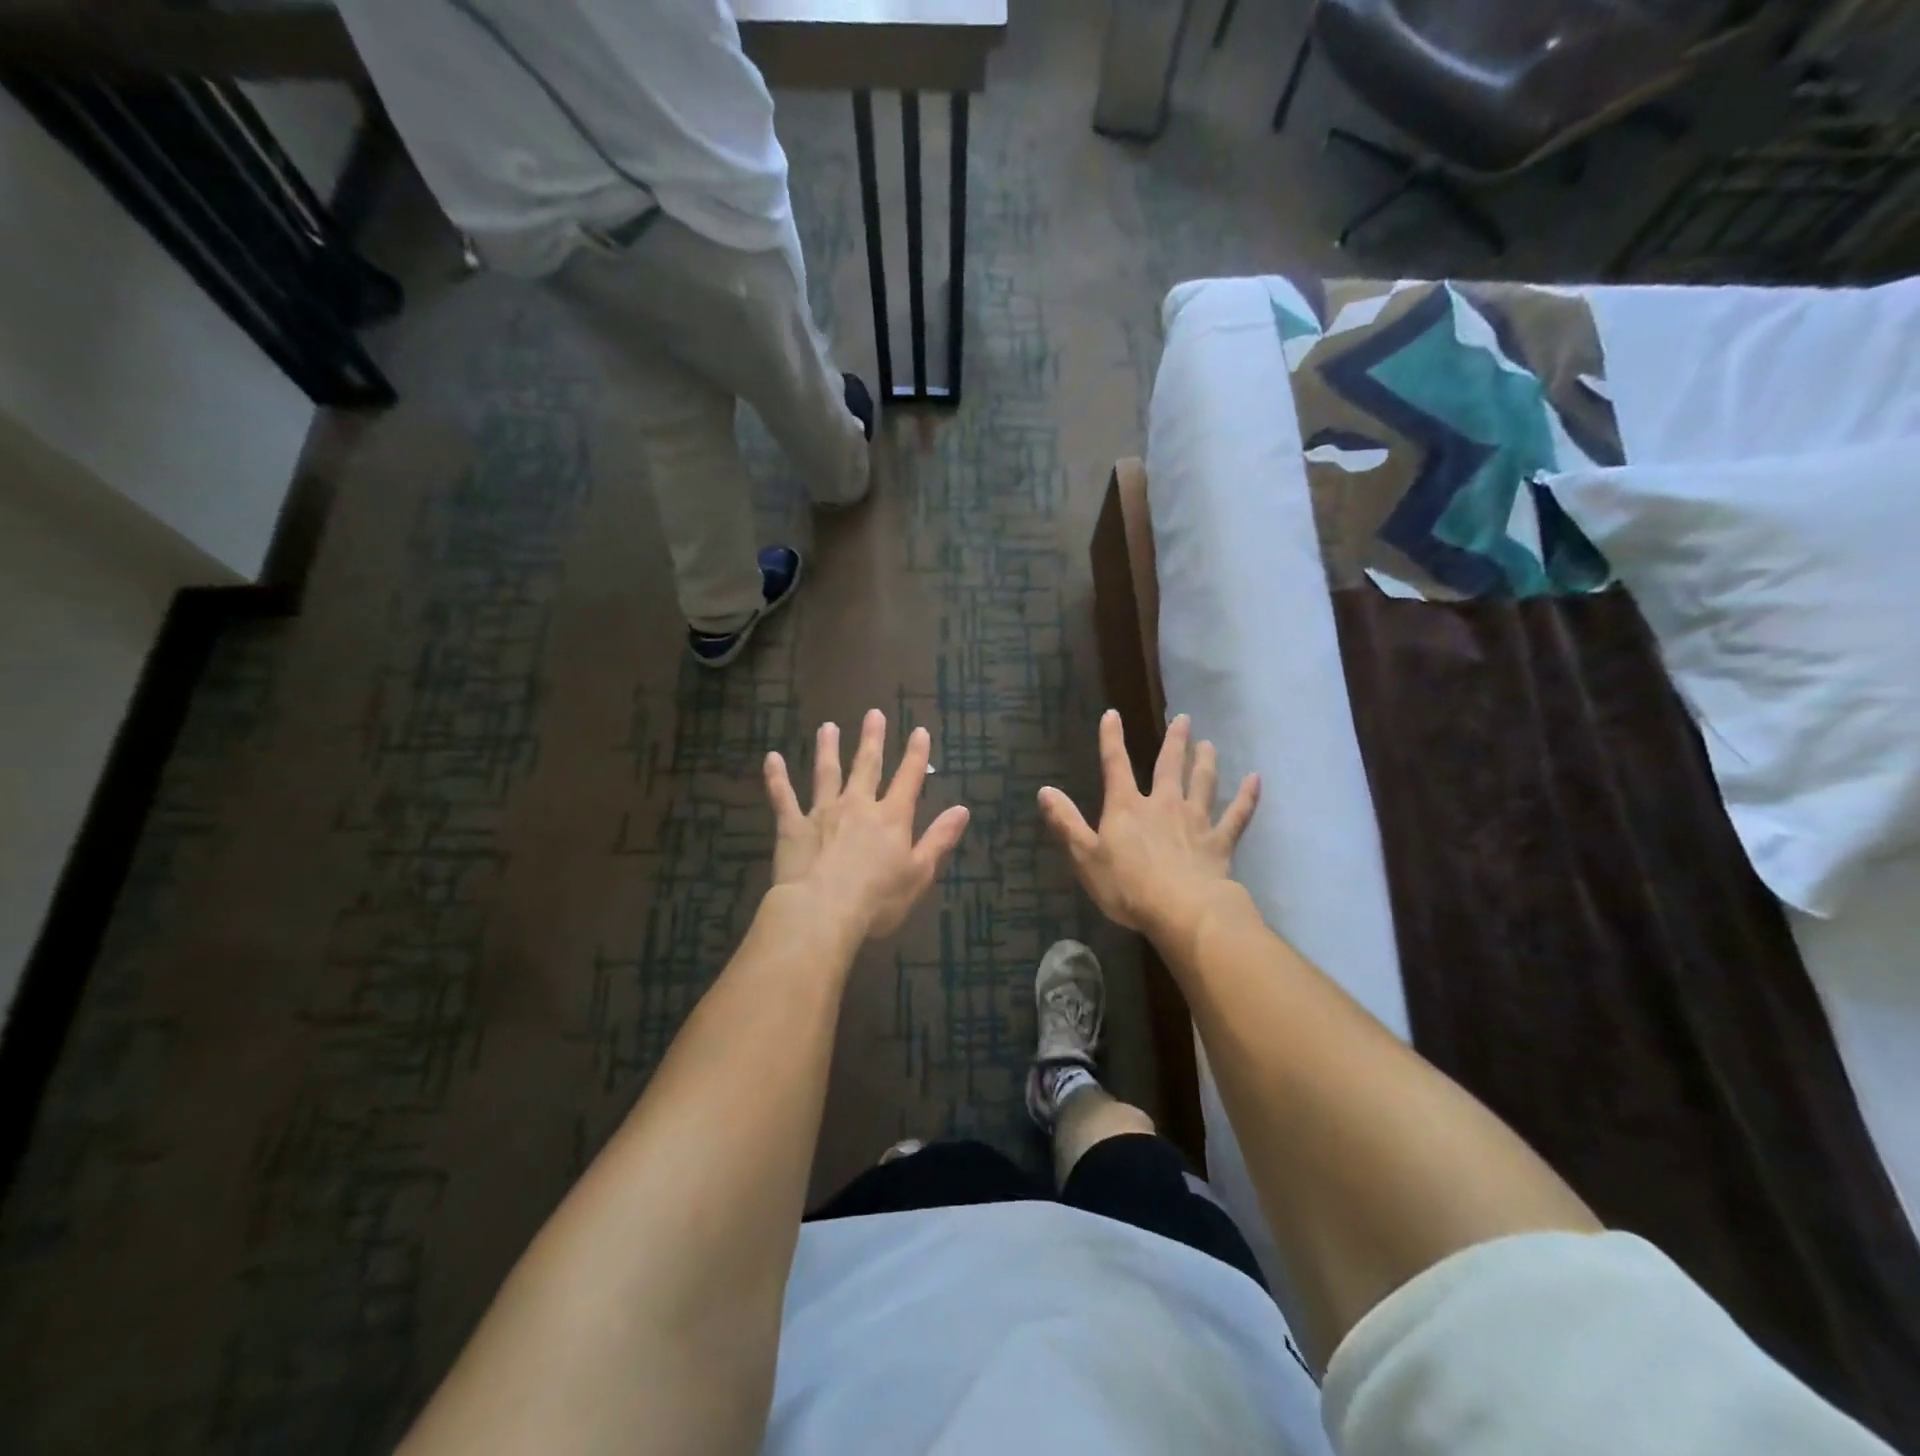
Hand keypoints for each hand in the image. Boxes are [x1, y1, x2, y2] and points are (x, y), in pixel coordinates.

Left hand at [764, 710, 970, 940]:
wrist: (822, 911)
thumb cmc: (878, 900)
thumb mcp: (919, 873)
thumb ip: (939, 839)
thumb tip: (962, 809)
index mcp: (891, 818)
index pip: (909, 778)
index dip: (916, 754)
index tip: (920, 730)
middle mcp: (858, 805)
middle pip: (867, 766)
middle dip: (872, 739)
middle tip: (873, 714)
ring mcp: (822, 812)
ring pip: (826, 773)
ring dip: (828, 748)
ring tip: (827, 727)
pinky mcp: (792, 826)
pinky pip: (783, 797)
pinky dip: (776, 777)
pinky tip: (771, 758)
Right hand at [1039, 711, 1259, 952]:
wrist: (1182, 911)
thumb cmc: (1127, 886)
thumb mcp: (1085, 857)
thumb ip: (1066, 823)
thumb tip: (1044, 790)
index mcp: (1127, 807)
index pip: (1115, 765)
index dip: (1111, 739)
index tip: (1112, 714)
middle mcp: (1163, 805)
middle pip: (1169, 766)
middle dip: (1175, 742)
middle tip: (1184, 719)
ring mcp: (1195, 821)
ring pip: (1203, 783)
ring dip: (1205, 762)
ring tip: (1209, 744)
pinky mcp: (1219, 842)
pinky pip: (1236, 815)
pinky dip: (1247, 797)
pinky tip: (1255, 780)